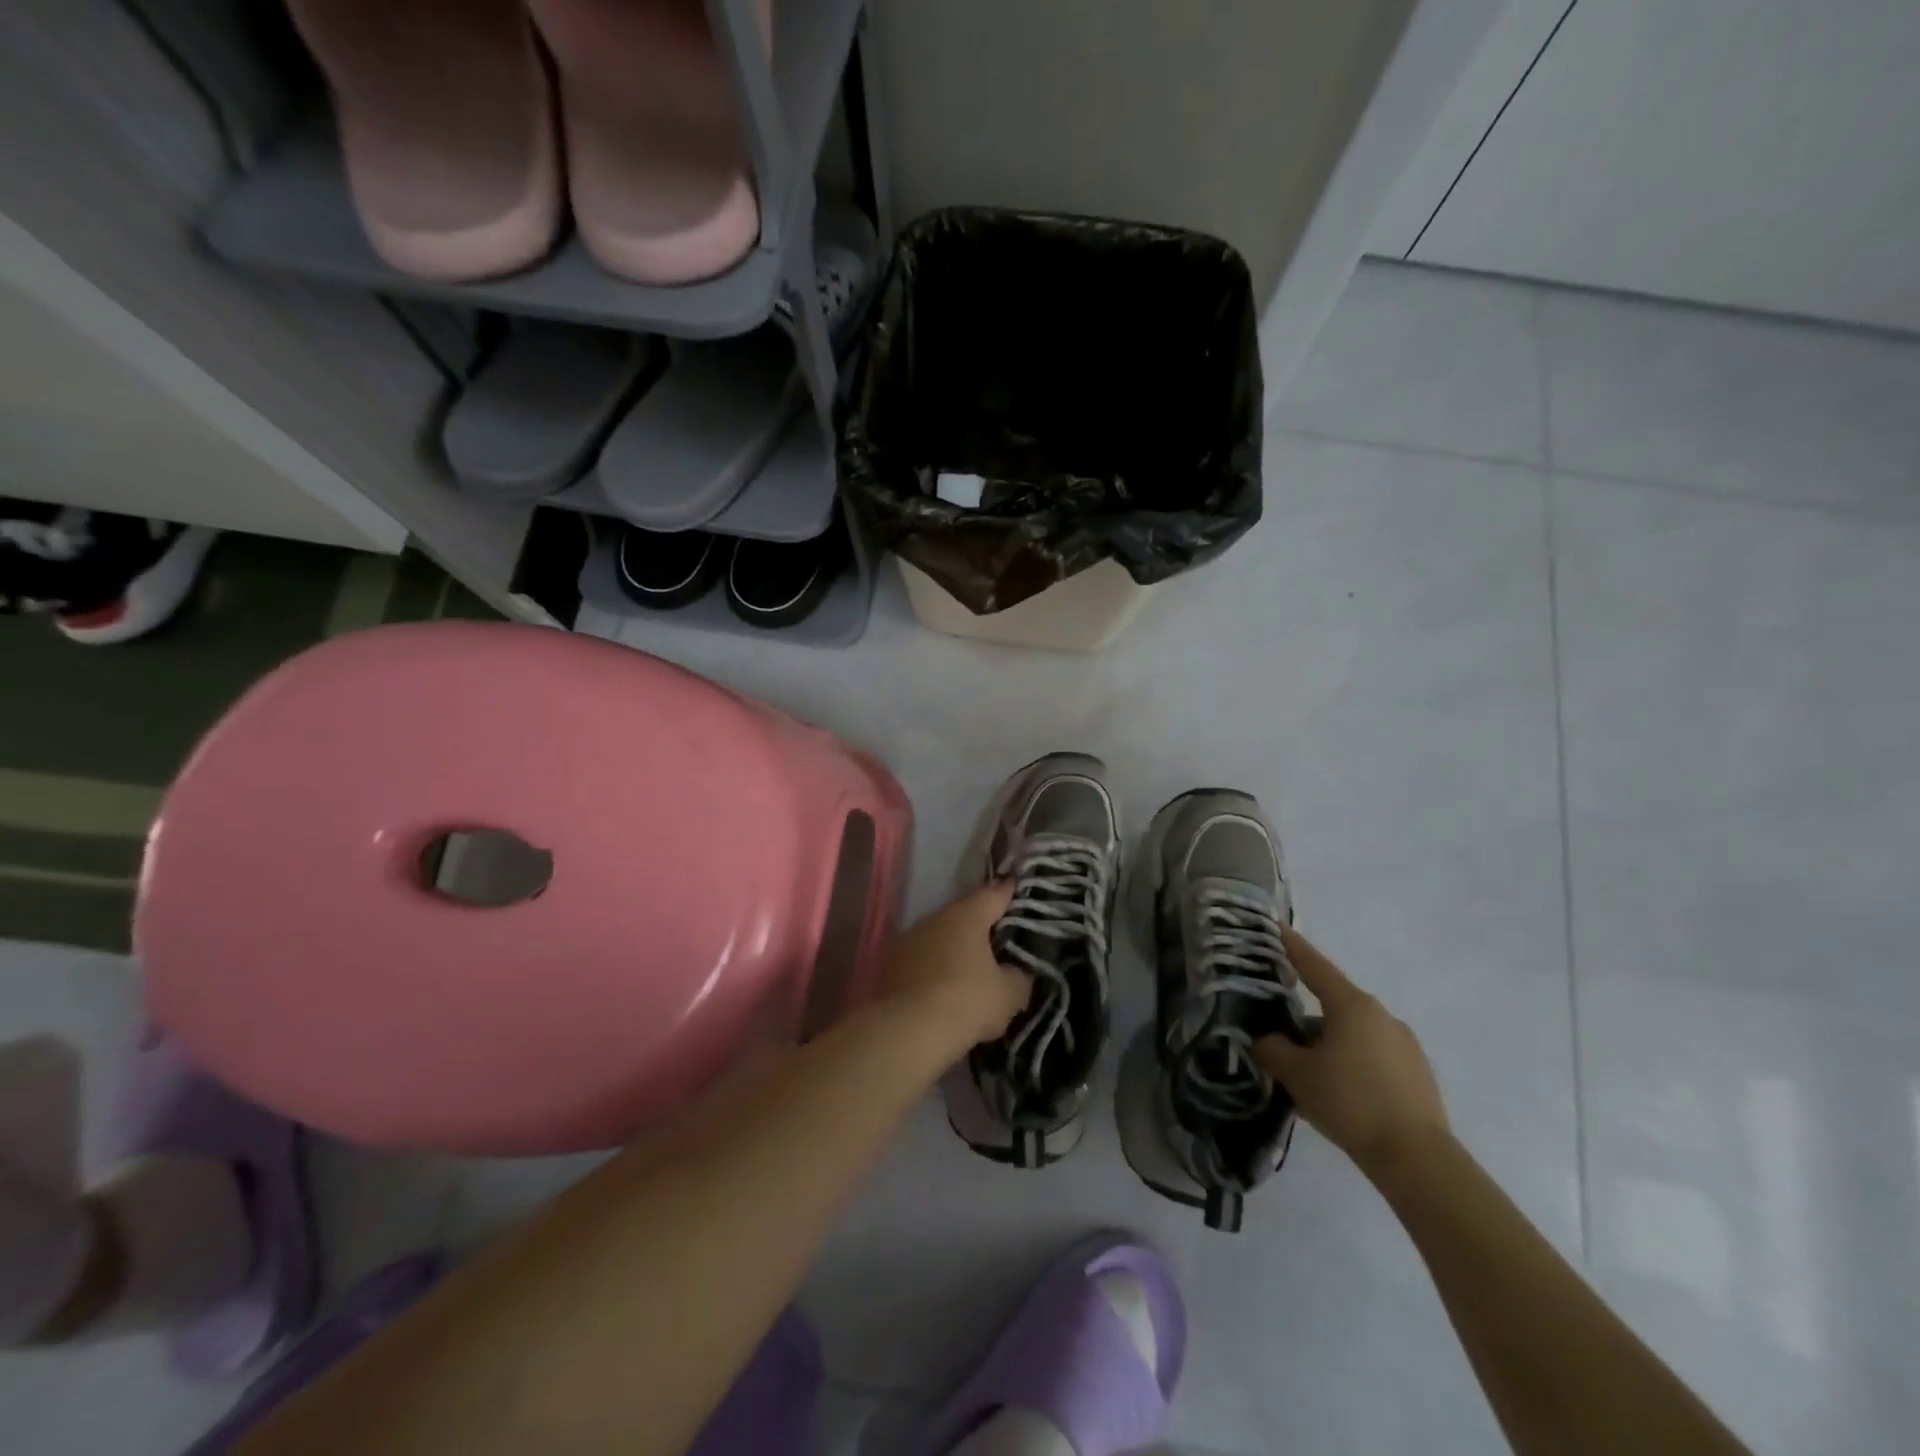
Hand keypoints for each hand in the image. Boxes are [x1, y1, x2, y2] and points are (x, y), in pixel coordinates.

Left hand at [878, 883, 1030, 1053]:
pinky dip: (934, 968)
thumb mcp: (1010, 994)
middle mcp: (934, 918)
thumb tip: (1014, 972)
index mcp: (967, 915)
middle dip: (981, 926)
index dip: (1009, 892)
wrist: (907, 1032)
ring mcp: (908, 939)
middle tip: (1000, 942)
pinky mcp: (890, 965)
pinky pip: (922, 959)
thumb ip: (1018, 976)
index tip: (1018, 888)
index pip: (995, 894)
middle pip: (965, 914)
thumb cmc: (966, 1002)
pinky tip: (944, 989)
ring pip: (940, 937)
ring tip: (971, 970)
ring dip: (954, 948)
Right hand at [1254, 926, 1448, 1179]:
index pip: (1314, 966)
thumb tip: (1265, 1038)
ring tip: (1309, 1076)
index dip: (1293, 946)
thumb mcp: (1296, 1074)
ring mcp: (1404, 1044)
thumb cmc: (1350, 1102)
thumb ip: (1271, 1048)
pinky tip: (1340, 1094)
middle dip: (1306, 1019)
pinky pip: (1373, 1056)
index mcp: (1352, 1005)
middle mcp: (1381, 1015)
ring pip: (1353, 1033)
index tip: (1277, 927)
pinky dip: (1352, 1064)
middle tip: (1281, 1037)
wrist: (1417, 1159)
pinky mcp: (1417, 1073)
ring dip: (1329, 1044)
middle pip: (1333, 1004)